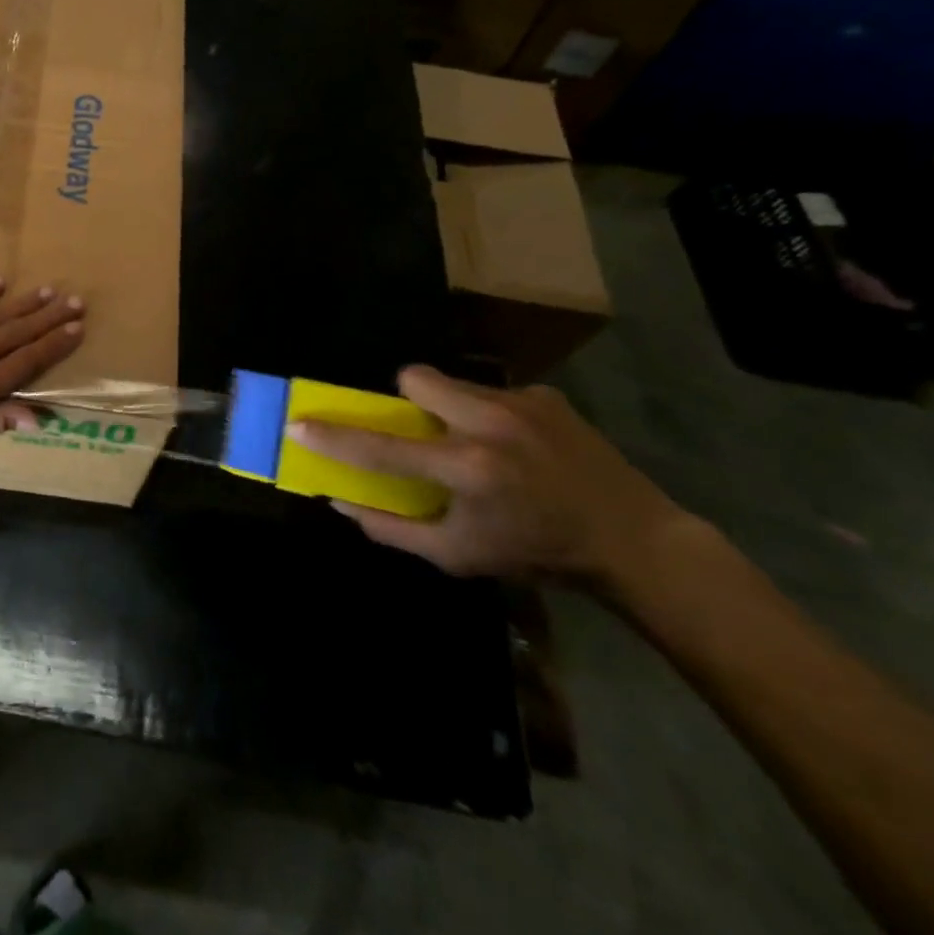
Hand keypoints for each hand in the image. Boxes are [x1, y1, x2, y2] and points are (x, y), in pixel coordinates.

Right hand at [290, 366, 686, 585]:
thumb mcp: (459, 556)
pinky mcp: (546, 396)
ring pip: (453, 382)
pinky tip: (518, 445)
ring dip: (448, 406)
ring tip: (476, 442)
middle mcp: (489, 425)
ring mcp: (521, 404)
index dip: (334, 436)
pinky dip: (490, 413)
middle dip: (406, 400)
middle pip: (415, 378)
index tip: (299, 423)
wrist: (634, 541)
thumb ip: (392, 530)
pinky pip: (493, 391)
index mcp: (466, 469)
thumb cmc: (536, 553)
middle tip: (421, 430)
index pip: (381, 447)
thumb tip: (340, 501)